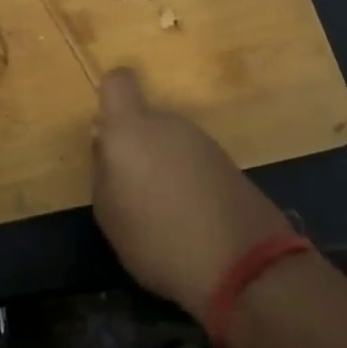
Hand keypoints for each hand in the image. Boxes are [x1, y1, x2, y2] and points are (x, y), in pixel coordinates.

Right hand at [91, 68, 292, 317]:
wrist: (244, 266)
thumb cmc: (158, 239)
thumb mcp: (109, 214)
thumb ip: (102, 170)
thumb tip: (105, 144)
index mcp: (131, 128)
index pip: (118, 81)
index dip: (109, 98)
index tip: (107, 132)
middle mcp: (168, 123)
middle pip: (144, 120)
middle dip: (136, 146)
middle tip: (131, 190)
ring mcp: (202, 141)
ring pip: (169, 142)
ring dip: (162, 166)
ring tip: (162, 213)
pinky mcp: (228, 162)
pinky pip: (193, 162)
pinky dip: (187, 181)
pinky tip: (190, 219)